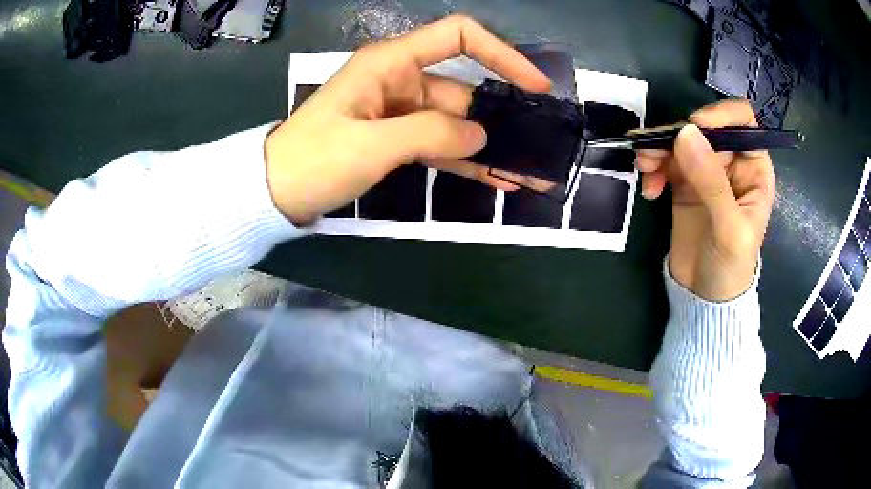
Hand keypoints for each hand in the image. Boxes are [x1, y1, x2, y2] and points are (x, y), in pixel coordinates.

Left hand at [264, 15, 550, 224]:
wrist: (274, 192)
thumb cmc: (314, 160)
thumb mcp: (372, 145)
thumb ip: (430, 134)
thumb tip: (480, 135)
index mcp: (391, 62)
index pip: (458, 37)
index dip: (501, 54)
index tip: (534, 85)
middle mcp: (399, 79)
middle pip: (462, 90)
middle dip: (500, 118)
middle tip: (537, 149)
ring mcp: (398, 111)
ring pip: (454, 123)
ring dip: (487, 147)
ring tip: (524, 172)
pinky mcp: (394, 138)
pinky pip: (438, 144)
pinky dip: (463, 161)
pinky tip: (494, 179)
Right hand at [636, 100, 775, 300]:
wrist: (705, 297)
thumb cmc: (731, 267)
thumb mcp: (730, 229)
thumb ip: (712, 182)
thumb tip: (685, 133)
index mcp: (753, 169)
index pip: (742, 122)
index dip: (720, 115)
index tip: (694, 125)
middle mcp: (730, 163)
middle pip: (703, 127)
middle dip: (677, 134)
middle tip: (652, 152)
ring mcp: (705, 171)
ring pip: (680, 141)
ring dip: (658, 149)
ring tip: (644, 168)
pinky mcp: (683, 183)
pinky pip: (665, 161)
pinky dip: (653, 167)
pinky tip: (650, 190)